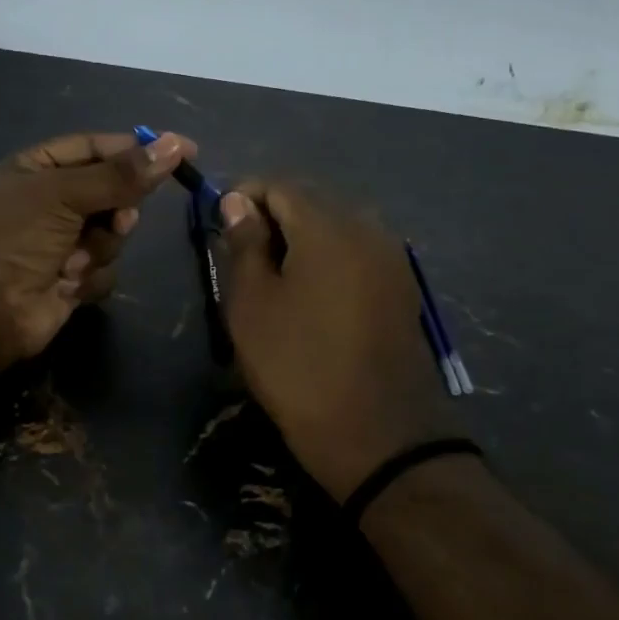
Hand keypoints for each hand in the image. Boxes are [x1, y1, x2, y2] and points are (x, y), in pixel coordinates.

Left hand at [0, 130, 195, 366]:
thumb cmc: (15, 239)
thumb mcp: (63, 195)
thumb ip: (120, 175)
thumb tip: (172, 145)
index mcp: (39, 168)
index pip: (98, 147)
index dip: (139, 149)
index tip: (184, 152)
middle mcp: (52, 201)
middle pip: (113, 191)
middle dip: (117, 209)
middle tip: (116, 221)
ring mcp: (64, 240)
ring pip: (114, 233)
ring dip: (99, 247)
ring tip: (73, 260)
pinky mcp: (73, 276)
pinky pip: (106, 267)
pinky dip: (90, 275)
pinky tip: (67, 284)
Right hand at [217, 182, 466, 500]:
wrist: (378, 434)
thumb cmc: (298, 366)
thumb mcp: (252, 305)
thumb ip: (244, 244)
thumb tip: (237, 201)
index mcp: (328, 226)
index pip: (279, 185)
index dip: (243, 196)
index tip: (217, 226)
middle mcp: (368, 228)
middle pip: (312, 201)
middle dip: (272, 216)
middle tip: (240, 255)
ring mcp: (392, 258)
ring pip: (336, 227)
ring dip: (300, 239)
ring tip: (271, 277)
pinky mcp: (401, 288)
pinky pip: (357, 253)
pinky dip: (327, 259)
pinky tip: (309, 294)